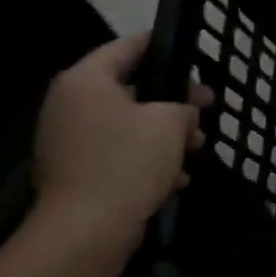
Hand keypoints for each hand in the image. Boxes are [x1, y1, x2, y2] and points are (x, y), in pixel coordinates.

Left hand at [33, 33, 208, 245]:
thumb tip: (183, 112)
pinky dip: (146, 160)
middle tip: (206, 106)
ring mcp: (69, 141)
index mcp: (86, 81)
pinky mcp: (76, 173)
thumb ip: (182, 106)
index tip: (189, 53)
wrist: (86, 230)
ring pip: (127, 125)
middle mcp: (69, 105)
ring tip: (198, 147)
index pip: (127, 47)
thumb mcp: (170, 122)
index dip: (161, 46)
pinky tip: (176, 178)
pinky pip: (118, 154)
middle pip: (130, 89)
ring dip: (164, 134)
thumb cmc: (128, 161)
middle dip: (172, 100)